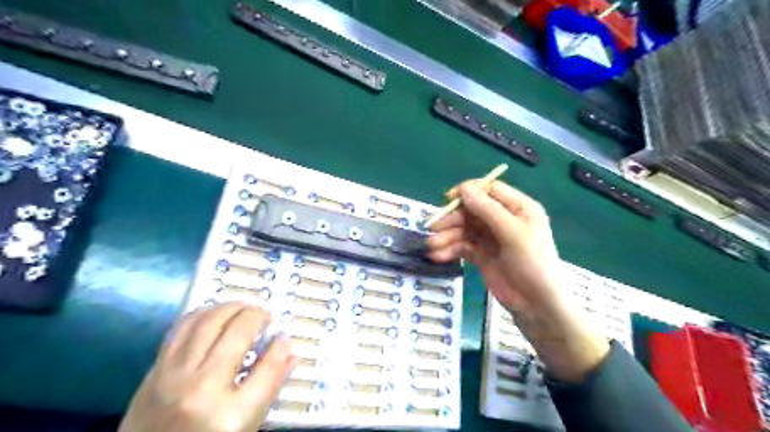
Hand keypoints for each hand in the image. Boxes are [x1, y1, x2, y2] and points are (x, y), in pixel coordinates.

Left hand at [118, 304, 295, 431]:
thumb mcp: (245, 427)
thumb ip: (269, 387)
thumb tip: (289, 352)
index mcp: (231, 415)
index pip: (268, 368)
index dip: (281, 347)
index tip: (283, 336)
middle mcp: (202, 390)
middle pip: (237, 332)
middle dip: (257, 315)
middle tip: (265, 316)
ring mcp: (173, 378)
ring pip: (207, 322)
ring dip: (231, 307)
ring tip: (243, 309)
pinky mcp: (154, 371)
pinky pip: (182, 329)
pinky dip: (203, 314)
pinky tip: (215, 315)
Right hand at [427, 180, 606, 382]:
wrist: (538, 306)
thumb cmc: (533, 263)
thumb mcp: (513, 233)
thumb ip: (488, 210)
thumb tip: (464, 189)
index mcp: (518, 208)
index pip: (490, 190)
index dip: (469, 191)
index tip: (449, 198)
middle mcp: (503, 219)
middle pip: (472, 211)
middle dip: (452, 219)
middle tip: (434, 228)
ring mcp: (491, 238)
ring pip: (464, 230)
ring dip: (447, 237)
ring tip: (432, 247)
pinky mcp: (482, 255)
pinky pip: (463, 246)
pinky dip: (450, 250)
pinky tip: (438, 256)